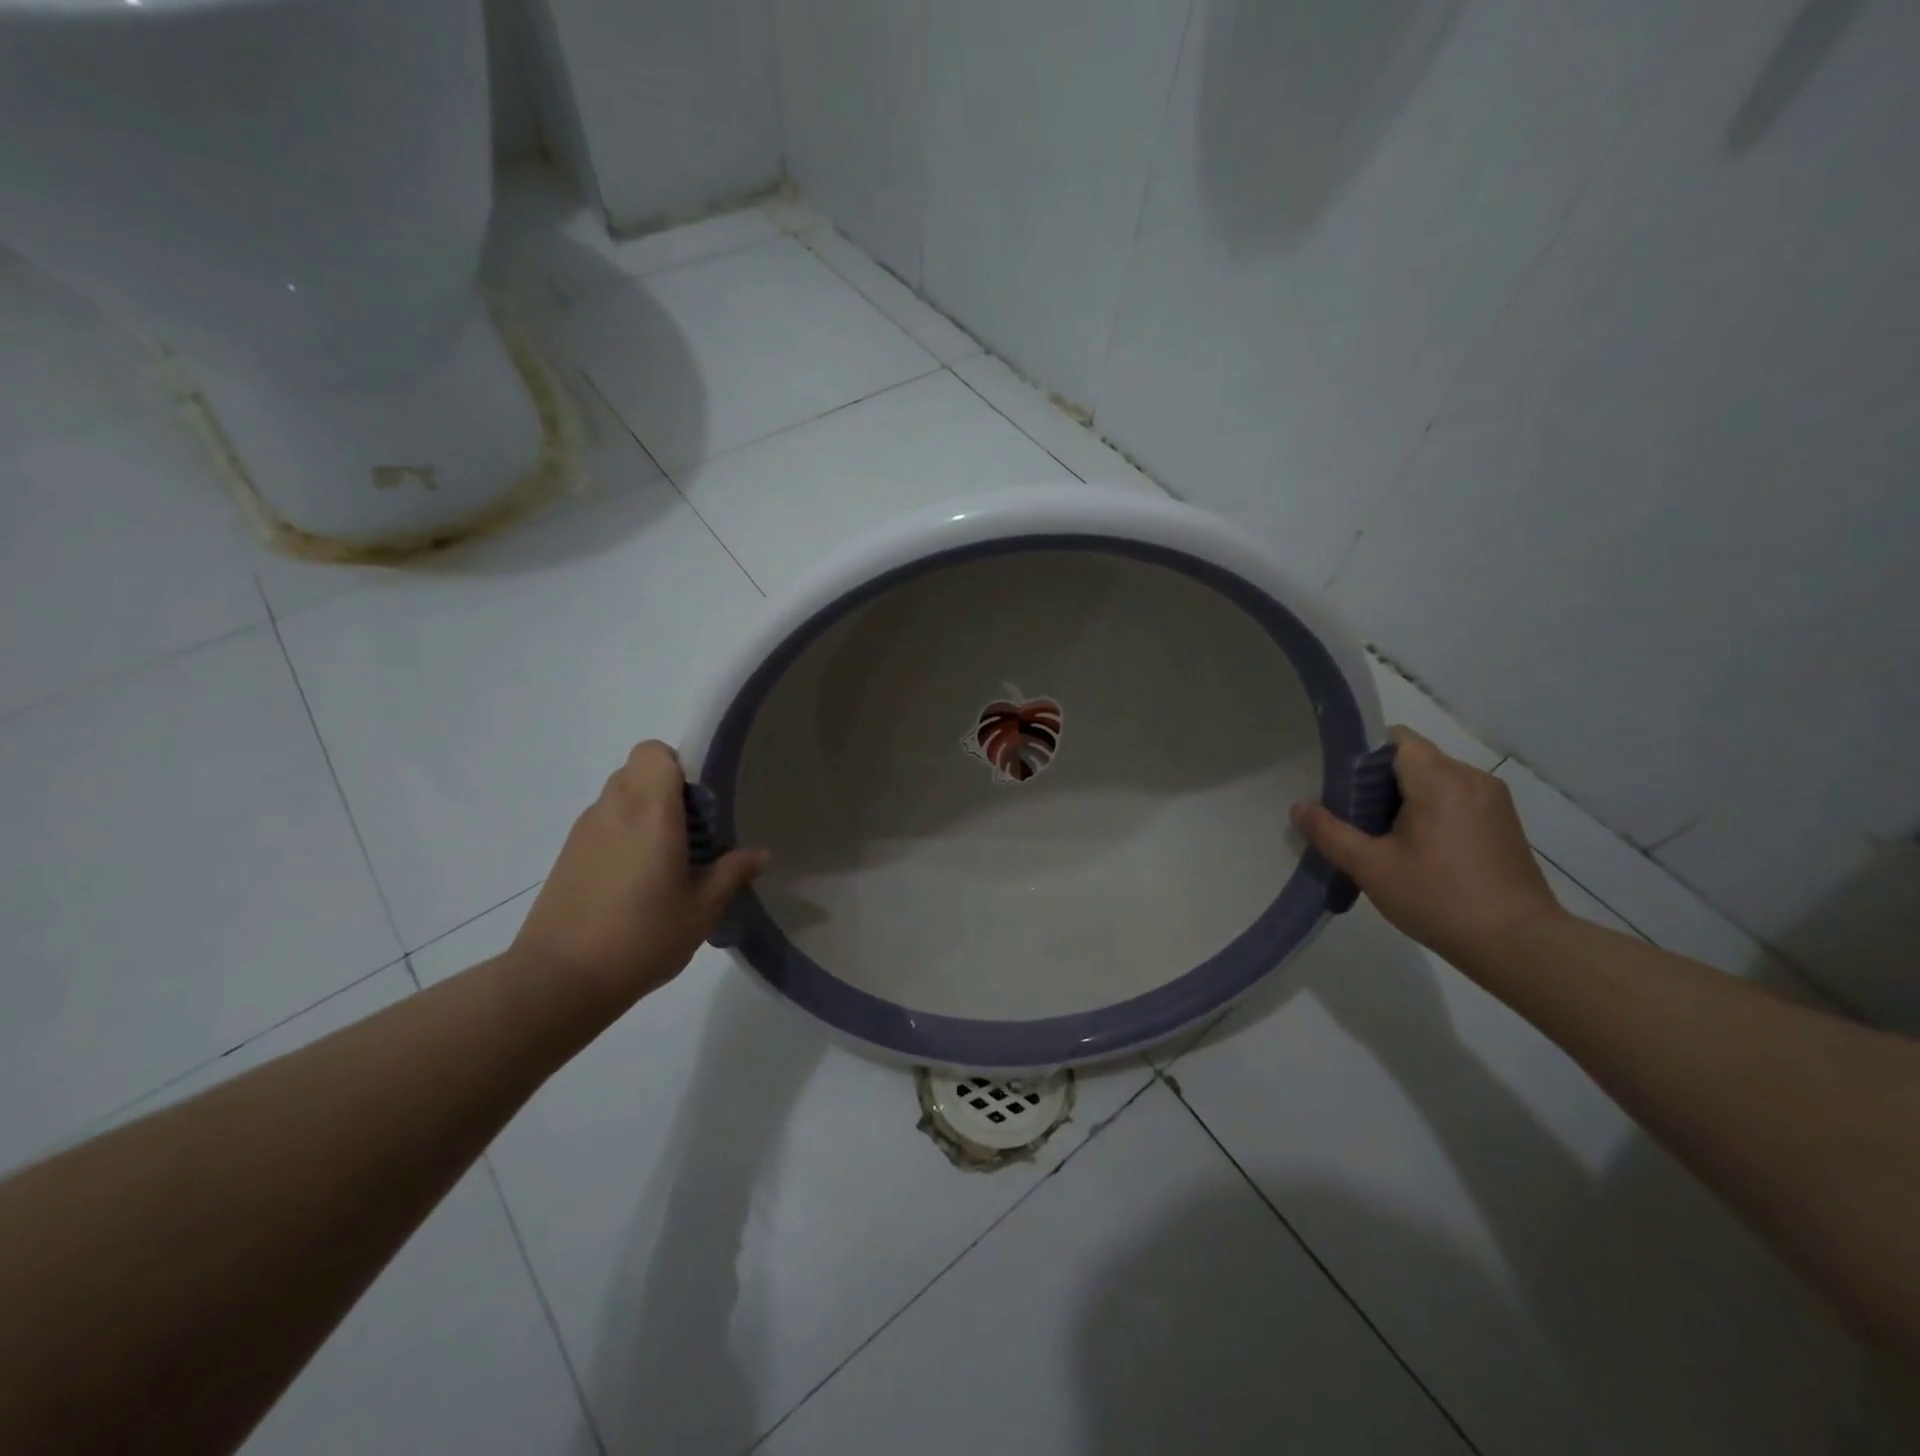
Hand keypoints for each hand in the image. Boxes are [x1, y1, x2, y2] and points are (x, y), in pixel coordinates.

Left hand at [511, 741, 768, 1008]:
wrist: (560, 980)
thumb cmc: (642, 936)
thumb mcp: (702, 908)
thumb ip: (732, 872)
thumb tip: (761, 854)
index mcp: (649, 811)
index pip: (653, 752)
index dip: (679, 765)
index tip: (701, 801)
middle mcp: (612, 809)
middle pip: (637, 771)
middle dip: (667, 790)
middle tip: (692, 832)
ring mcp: (583, 832)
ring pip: (618, 798)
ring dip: (644, 813)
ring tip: (666, 861)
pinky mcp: (567, 856)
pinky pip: (602, 825)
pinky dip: (622, 836)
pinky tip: (636, 882)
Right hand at [1290, 726, 1566, 968]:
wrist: (1521, 946)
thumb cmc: (1440, 899)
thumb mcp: (1371, 868)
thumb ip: (1330, 832)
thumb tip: (1299, 806)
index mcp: (1440, 779)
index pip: (1394, 739)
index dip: (1361, 755)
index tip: (1339, 786)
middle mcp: (1471, 778)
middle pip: (1412, 759)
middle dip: (1377, 781)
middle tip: (1351, 818)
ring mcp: (1492, 801)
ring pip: (1433, 781)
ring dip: (1402, 799)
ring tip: (1380, 838)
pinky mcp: (1502, 824)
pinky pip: (1454, 800)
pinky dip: (1428, 812)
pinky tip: (1415, 851)